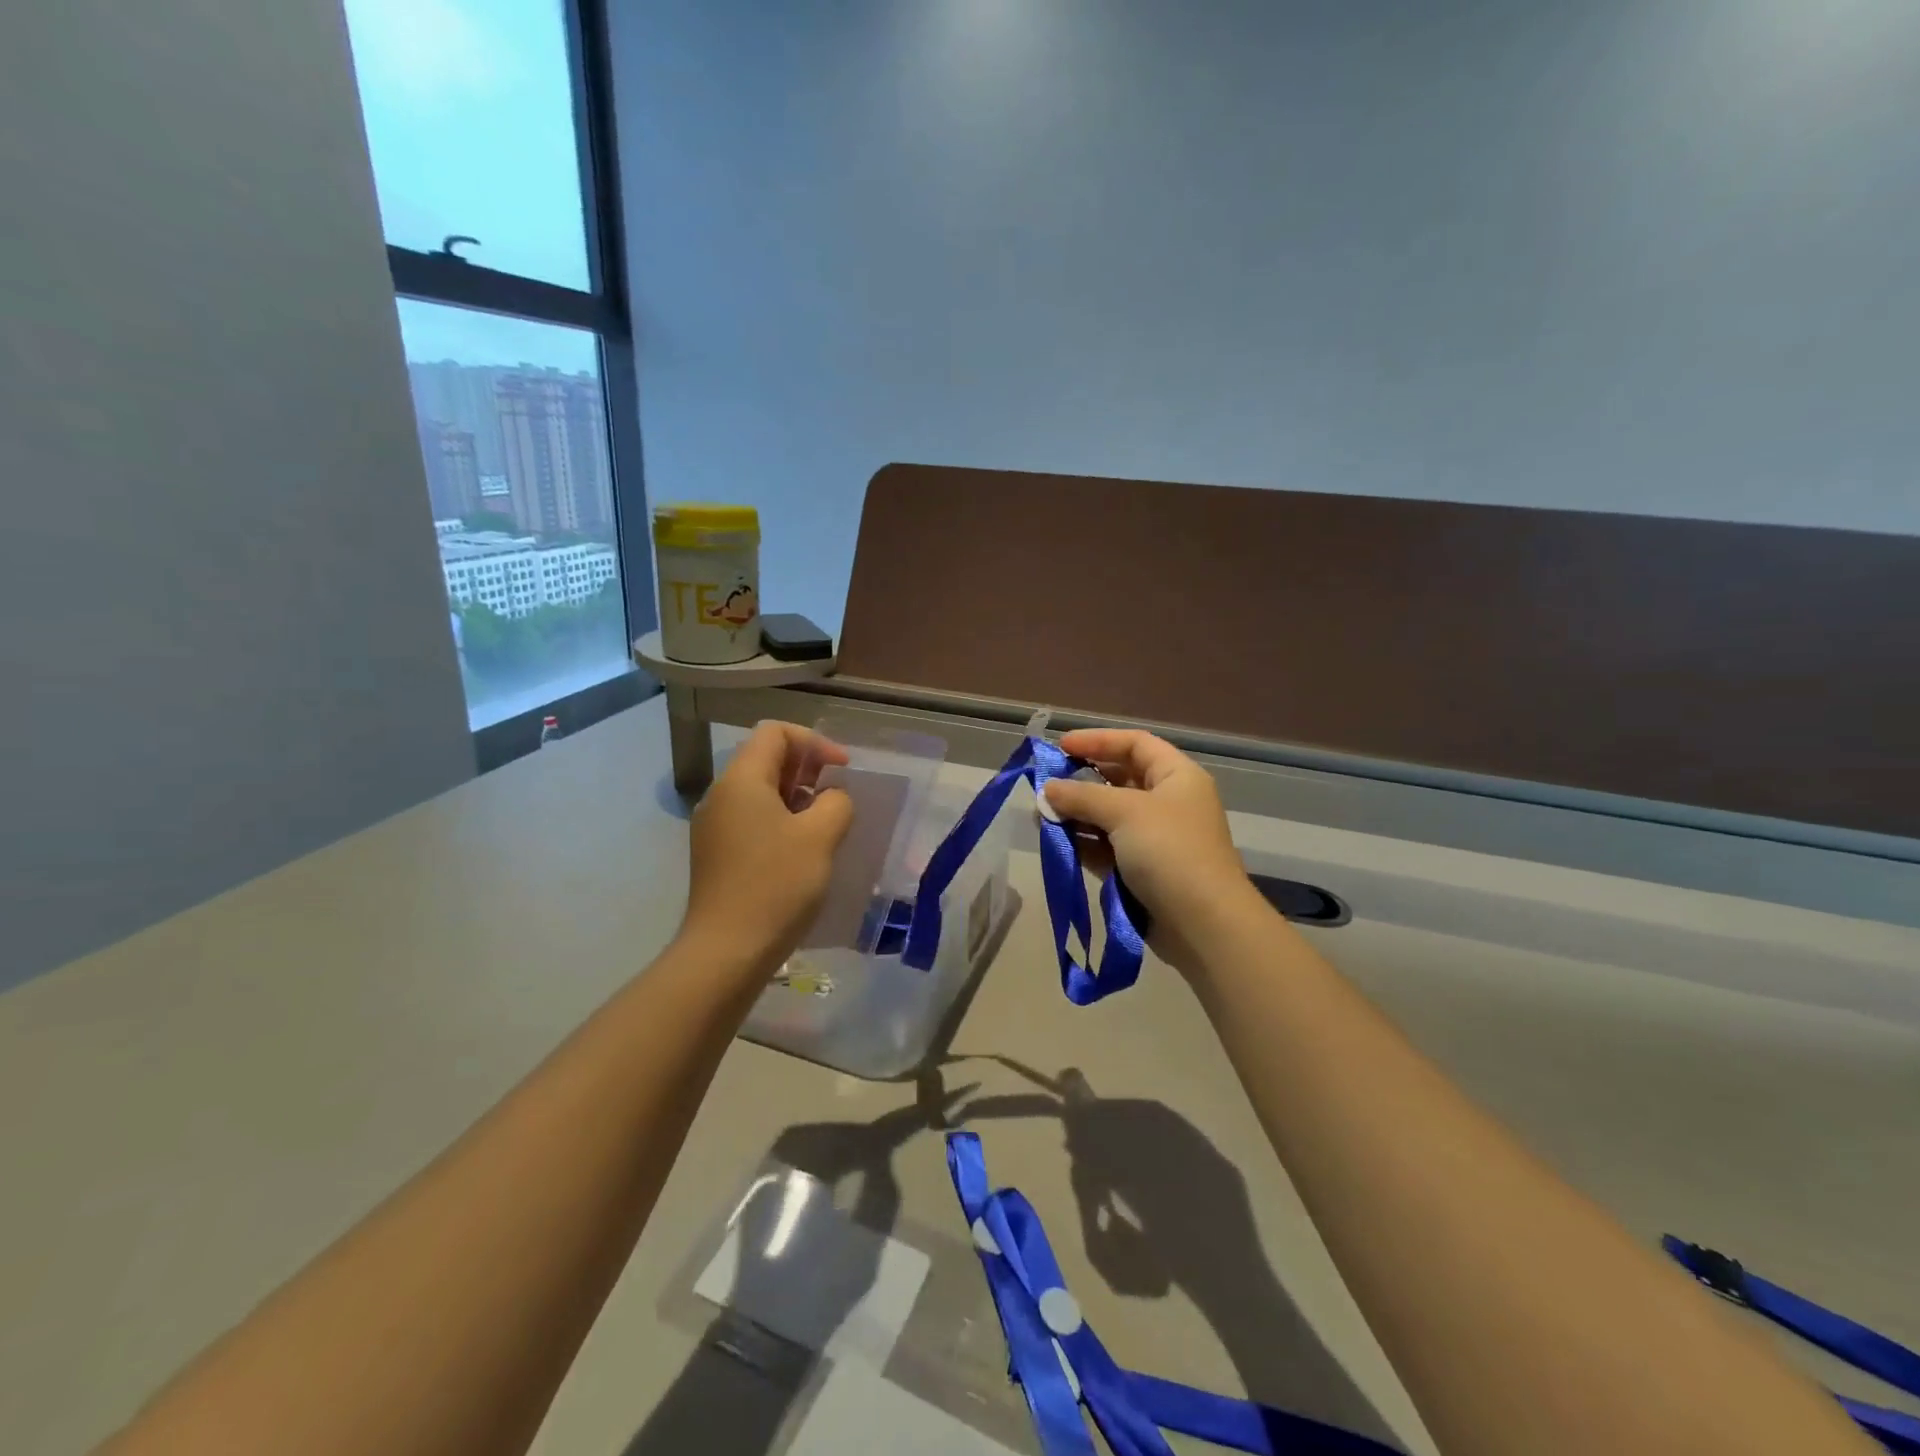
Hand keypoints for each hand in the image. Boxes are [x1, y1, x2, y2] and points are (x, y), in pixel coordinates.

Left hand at [681, 721, 854, 974]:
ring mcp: (714, 826)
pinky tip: (801, 850)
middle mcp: (721, 795)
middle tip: (836, 797)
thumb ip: (836, 802)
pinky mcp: (715, 853)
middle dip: (806, 769)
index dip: (814, 742)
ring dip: (796, 796)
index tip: (842, 771)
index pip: (775, 732)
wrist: (727, 952)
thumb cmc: (776, 885)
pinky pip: (751, 818)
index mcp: (741, 780)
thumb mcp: (820, 837)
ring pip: (759, 791)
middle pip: (765, 758)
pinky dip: (780, 820)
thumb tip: (831, 798)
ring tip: (824, 824)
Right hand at [1043, 729, 1264, 976]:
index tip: (1061, 746)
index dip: (1098, 740)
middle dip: (1081, 780)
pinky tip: (1054, 840)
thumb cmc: (1169, 851)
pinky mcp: (1142, 871)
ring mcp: (1155, 839)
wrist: (1203, 924)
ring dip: (1077, 813)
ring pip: (1109, 816)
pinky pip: (1106, 847)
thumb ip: (1082, 796)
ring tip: (1042, 814)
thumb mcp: (1124, 812)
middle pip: (1119, 779)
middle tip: (1045, 783)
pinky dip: (1082, 842)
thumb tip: (1047, 789)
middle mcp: (1168, 802)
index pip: (1135, 744)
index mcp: (1177, 777)